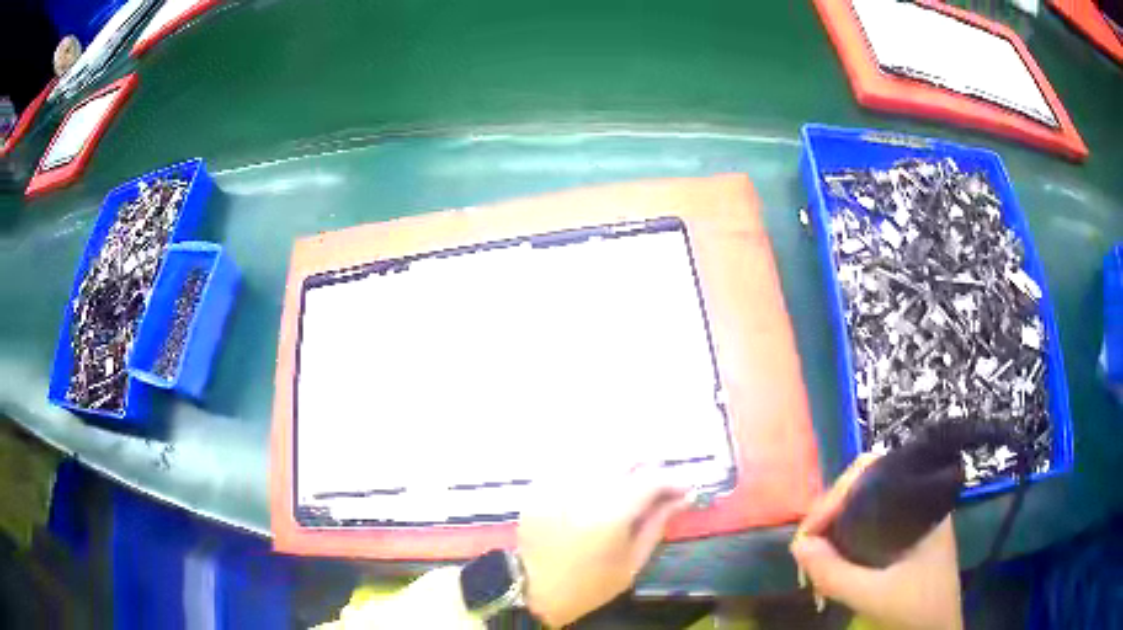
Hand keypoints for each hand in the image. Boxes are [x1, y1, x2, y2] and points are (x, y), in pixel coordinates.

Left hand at [517, 466, 689, 626]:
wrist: (536, 591)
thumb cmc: (591, 584)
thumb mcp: (633, 561)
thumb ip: (657, 523)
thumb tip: (682, 497)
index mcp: (610, 515)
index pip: (650, 479)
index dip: (673, 480)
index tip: (685, 488)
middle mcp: (583, 491)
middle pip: (624, 457)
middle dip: (646, 466)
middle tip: (656, 484)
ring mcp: (556, 485)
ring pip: (597, 456)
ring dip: (619, 466)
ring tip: (627, 484)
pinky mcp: (539, 487)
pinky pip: (571, 464)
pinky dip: (590, 470)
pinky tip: (596, 487)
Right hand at [790, 454, 962, 629]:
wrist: (938, 629)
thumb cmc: (916, 608)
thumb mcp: (873, 595)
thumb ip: (835, 573)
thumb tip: (798, 545)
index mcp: (919, 503)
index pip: (872, 471)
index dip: (836, 495)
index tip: (812, 531)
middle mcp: (916, 501)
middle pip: (865, 485)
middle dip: (831, 511)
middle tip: (809, 544)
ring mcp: (912, 519)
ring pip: (865, 506)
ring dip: (837, 526)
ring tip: (816, 553)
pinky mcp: (905, 537)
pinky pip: (870, 523)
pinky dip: (847, 536)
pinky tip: (834, 559)